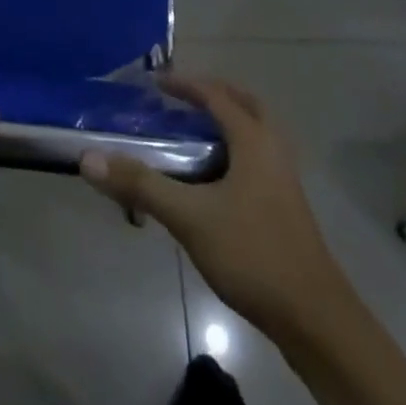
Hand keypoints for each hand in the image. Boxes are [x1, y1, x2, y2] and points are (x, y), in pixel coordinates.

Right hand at [79, 74, 340, 342]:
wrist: (316, 320)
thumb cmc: (253, 254)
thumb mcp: (190, 218)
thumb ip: (140, 185)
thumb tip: (89, 159)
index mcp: (254, 139)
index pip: (215, 94)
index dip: (183, 84)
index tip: (153, 83)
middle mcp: (273, 149)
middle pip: (244, 104)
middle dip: (212, 95)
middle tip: (180, 100)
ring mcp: (284, 179)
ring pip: (256, 132)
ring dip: (226, 123)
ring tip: (192, 134)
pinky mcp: (287, 207)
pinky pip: (257, 158)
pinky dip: (234, 150)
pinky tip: (213, 180)